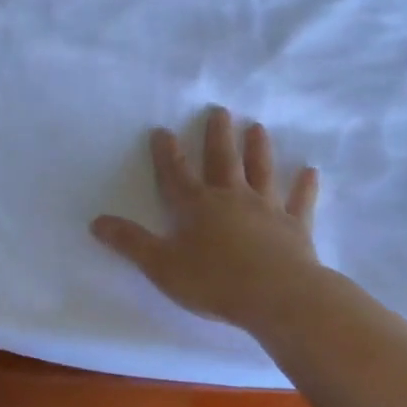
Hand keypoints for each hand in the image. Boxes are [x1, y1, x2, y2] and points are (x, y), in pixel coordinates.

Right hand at [91, 107, 320, 330]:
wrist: (276, 296)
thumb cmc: (214, 282)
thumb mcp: (161, 266)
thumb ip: (130, 243)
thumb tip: (96, 222)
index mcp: (197, 207)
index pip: (176, 174)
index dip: (167, 153)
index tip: (162, 130)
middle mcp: (232, 198)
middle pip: (222, 160)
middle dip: (218, 135)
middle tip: (220, 110)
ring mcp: (267, 210)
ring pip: (261, 171)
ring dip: (258, 149)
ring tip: (257, 127)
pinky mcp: (295, 227)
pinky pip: (300, 202)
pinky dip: (304, 187)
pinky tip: (311, 172)